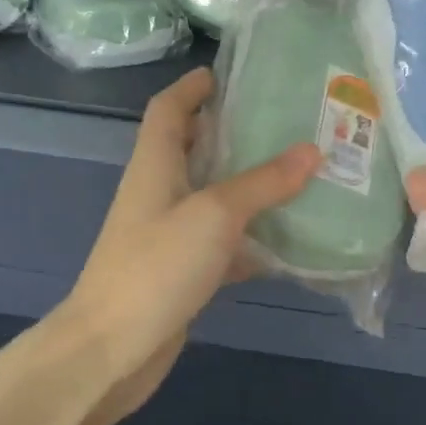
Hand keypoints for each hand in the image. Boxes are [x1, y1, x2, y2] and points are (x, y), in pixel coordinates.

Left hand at [57, 67, 320, 405]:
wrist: (112, 350)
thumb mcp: (215, 215)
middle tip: (285, 123)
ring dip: (248, 186)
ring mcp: (169, 234)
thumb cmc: (156, 266)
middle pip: (194, 149)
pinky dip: (251, 238)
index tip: (231, 74)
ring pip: (213, 197)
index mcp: (155, 164)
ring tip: (299, 173)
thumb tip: (313, 151)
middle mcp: (159, 192)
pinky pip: (222, 243)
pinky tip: (288, 241)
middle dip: (232, 132)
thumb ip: (263, 183)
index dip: (193, 86)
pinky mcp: (182, 271)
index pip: (169, 109)